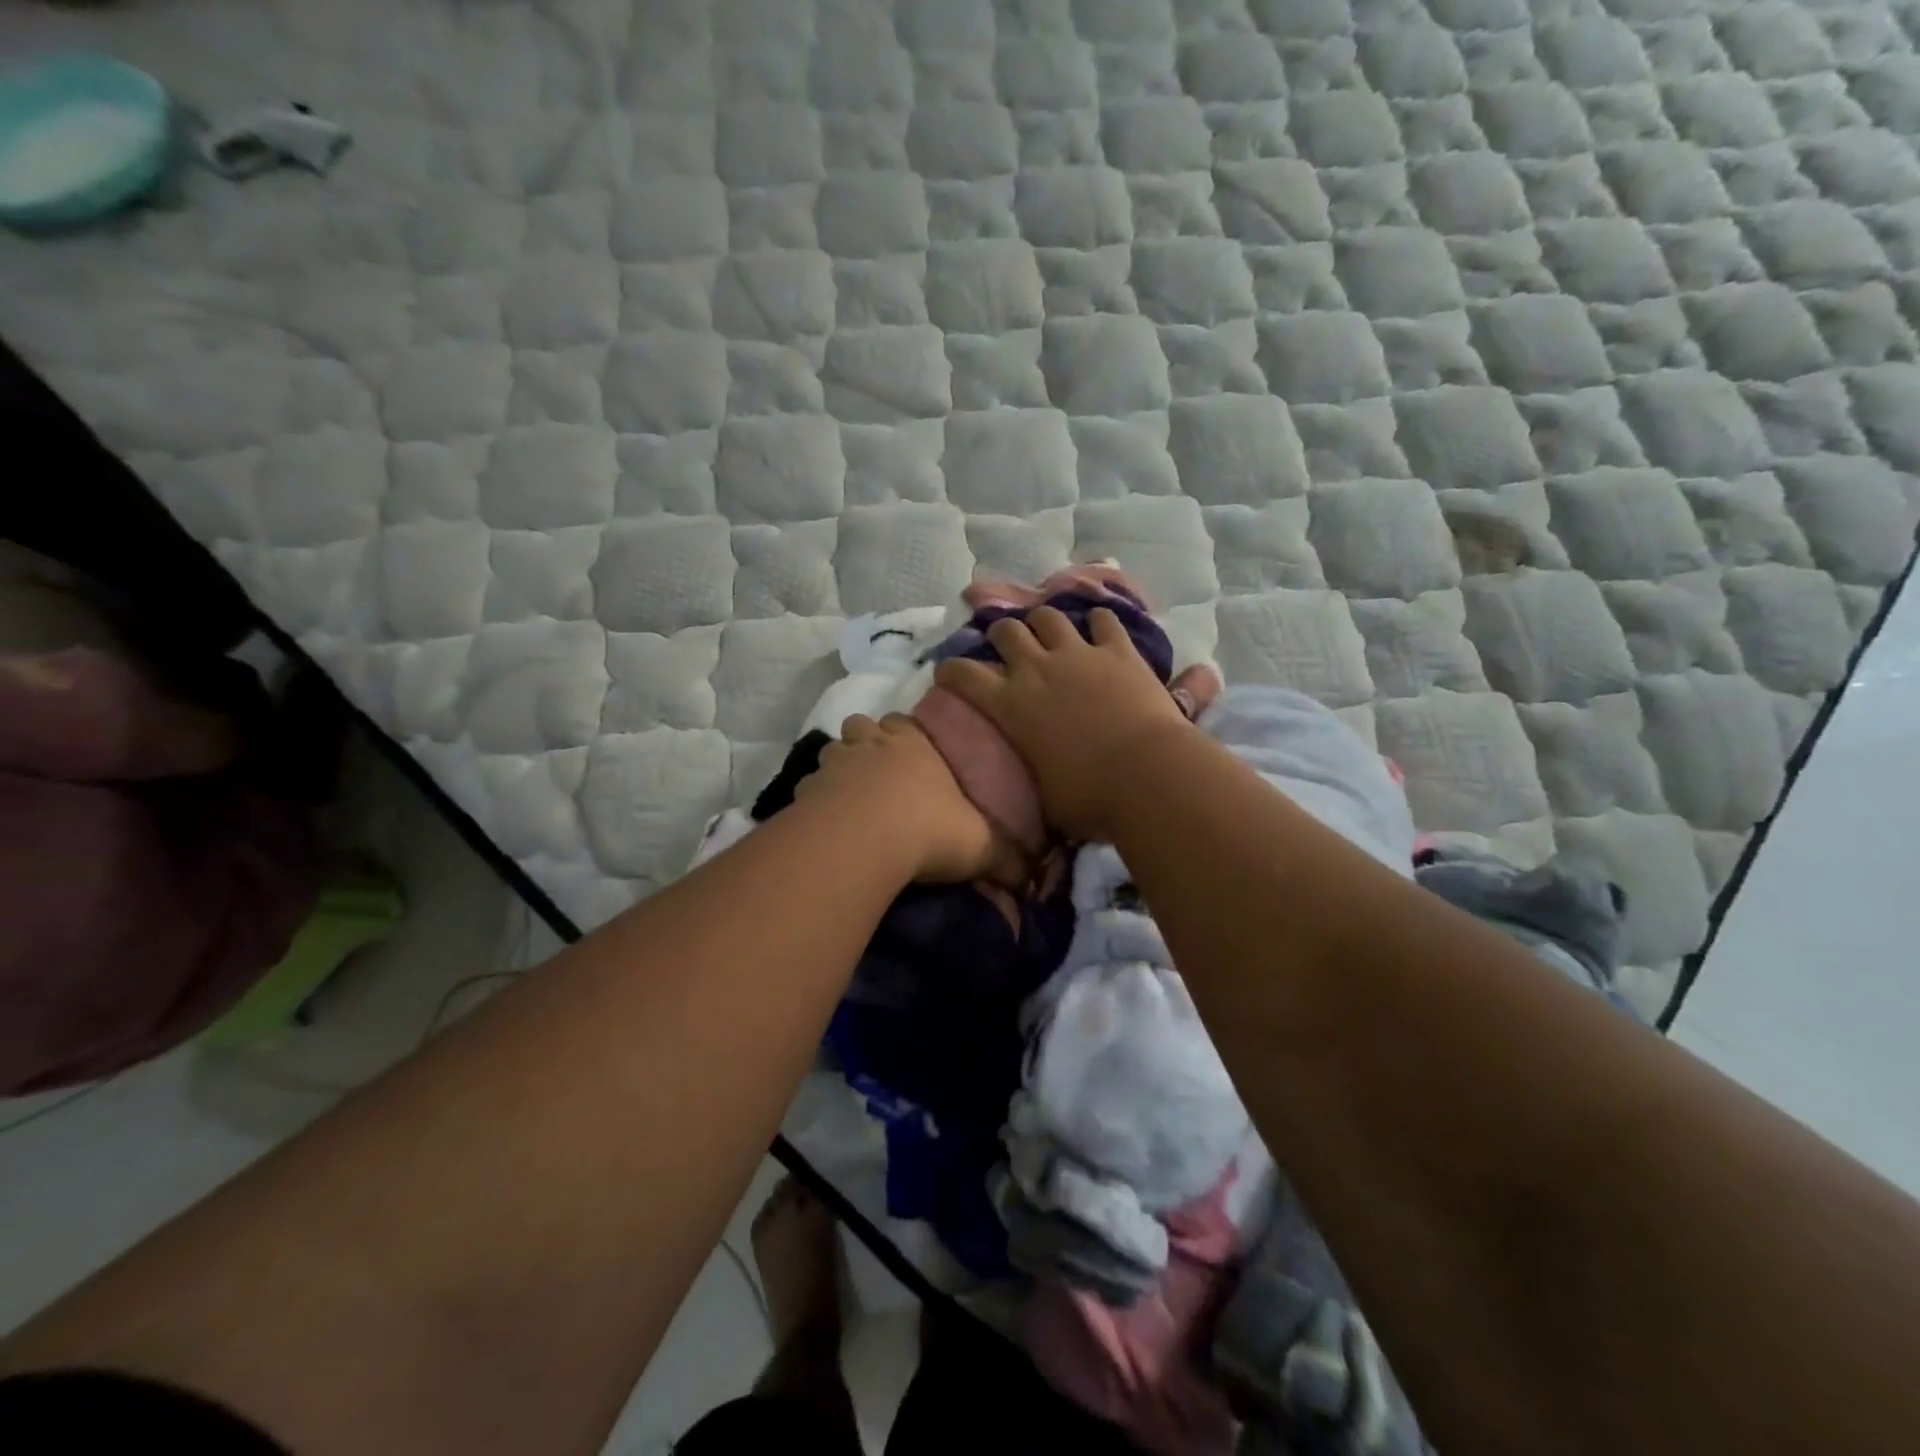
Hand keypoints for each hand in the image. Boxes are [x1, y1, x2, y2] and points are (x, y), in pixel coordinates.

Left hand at [797, 713, 1016, 883]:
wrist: (867, 840)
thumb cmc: (931, 828)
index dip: (906, 736)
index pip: (907, 724)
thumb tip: (1032, 882)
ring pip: (832, 751)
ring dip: (838, 767)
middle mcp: (873, 744)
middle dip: (867, 742)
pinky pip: (808, 788)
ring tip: (849, 796)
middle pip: (862, 726)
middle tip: (877, 772)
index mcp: (915, 745)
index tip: (912, 755)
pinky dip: (814, 800)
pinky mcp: (807, 791)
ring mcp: (835, 764)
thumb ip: (1007, 859)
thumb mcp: (981, 845)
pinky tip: (823, 823)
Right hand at [933, 606, 1192, 842]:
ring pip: (1049, 616)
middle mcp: (1037, 669)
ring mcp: (1079, 654)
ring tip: (1049, 632)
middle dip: (1001, 634)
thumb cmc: (1088, 797)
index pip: (964, 675)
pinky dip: (1099, 621)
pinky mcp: (1119, 651)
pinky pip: (1104, 619)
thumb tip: (1030, 797)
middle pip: (1006, 630)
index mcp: (1010, 705)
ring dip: (1044, 622)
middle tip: (1007, 646)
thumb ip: (1031, 781)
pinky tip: (1100, 628)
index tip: (947, 672)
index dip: (950, 670)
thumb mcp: (1043, 799)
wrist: (1145, 775)